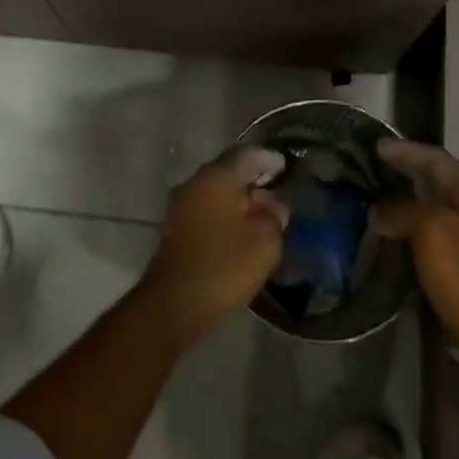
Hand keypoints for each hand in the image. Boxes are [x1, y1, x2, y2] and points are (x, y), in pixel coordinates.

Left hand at [140, 145, 288, 345]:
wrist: (173, 305)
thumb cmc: (223, 267)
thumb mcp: (264, 242)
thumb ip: (274, 216)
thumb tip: (272, 204)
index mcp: (216, 177)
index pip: (246, 154)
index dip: (268, 159)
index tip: (285, 168)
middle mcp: (194, 182)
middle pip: (228, 169)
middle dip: (253, 177)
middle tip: (276, 189)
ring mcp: (180, 204)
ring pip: (215, 189)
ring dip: (238, 196)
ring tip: (261, 212)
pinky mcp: (175, 227)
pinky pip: (206, 207)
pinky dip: (224, 211)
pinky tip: (240, 229)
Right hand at [375, 140, 458, 352]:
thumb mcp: (430, 230)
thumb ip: (402, 210)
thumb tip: (379, 209)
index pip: (436, 159)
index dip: (406, 151)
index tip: (377, 148)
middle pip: (436, 181)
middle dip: (405, 175)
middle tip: (374, 172)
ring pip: (433, 209)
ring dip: (406, 204)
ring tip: (376, 203)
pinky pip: (433, 235)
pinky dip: (411, 230)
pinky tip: (392, 236)